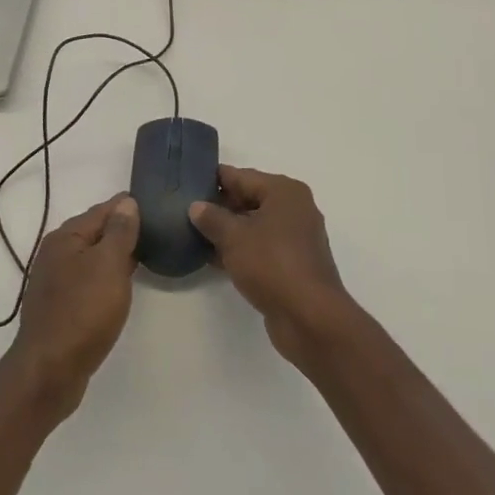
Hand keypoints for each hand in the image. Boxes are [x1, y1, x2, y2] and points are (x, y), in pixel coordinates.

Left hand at [1, 194, 139, 421]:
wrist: (50, 371)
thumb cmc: (83, 311)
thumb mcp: (109, 265)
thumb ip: (120, 232)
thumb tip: (126, 202)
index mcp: (66, 237)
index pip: (103, 210)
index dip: (128, 206)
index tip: (155, 204)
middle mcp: (56, 253)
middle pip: (95, 232)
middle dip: (122, 229)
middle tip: (155, 229)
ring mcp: (56, 281)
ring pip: (92, 257)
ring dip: (115, 254)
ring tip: (144, 254)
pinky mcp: (60, 306)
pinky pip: (88, 280)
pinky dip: (106, 276)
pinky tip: (120, 286)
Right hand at [189, 167, 355, 369]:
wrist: (309, 317)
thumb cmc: (272, 264)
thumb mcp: (234, 237)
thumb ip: (212, 218)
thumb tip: (196, 206)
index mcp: (284, 191)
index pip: (242, 176)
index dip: (213, 179)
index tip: (187, 183)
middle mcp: (294, 209)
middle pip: (249, 199)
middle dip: (219, 206)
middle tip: (185, 211)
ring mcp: (296, 238)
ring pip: (254, 225)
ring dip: (228, 231)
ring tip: (194, 234)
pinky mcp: (293, 264)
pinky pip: (261, 248)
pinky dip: (241, 250)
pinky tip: (213, 259)